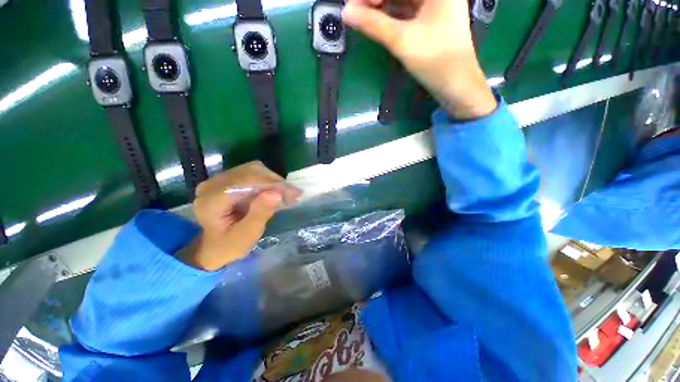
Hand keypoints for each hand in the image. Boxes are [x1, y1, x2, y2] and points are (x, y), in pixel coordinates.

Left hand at [180, 161, 301, 270]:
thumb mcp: (247, 236)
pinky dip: (267, 181)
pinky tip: (276, 191)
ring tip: (286, 194)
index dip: (272, 184)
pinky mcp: (226, 179)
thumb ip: (259, 214)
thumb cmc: (230, 245)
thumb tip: (275, 193)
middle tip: (293, 195)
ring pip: (253, 169)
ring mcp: (218, 180)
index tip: (294, 193)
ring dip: (273, 181)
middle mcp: (211, 185)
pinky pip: (251, 173)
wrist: (214, 245)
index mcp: (211, 201)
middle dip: (275, 182)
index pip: (245, 182)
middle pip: (250, 172)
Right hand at [343, 0, 496, 118]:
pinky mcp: (432, 19)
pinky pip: (408, 9)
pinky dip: (392, 14)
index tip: (353, 5)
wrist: (456, 85)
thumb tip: (346, 12)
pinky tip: (378, 20)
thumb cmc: (435, 61)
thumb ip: (373, 24)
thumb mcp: (402, 40)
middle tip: (356, 11)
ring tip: (363, 16)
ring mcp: (436, 4)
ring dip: (382, 5)